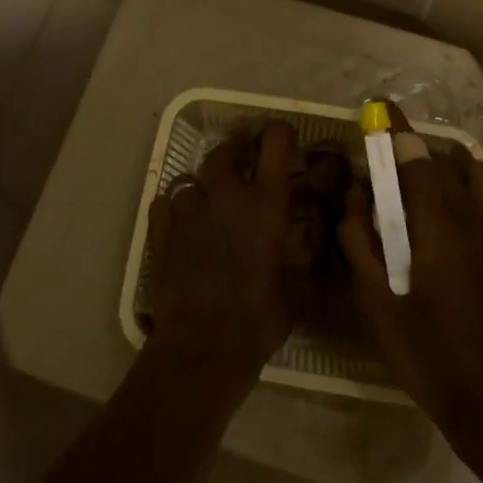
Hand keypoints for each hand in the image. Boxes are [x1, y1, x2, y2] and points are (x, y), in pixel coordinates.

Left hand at [145, 121, 297, 387]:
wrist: (202, 348)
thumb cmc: (258, 319)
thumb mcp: (299, 291)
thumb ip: (309, 260)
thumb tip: (321, 246)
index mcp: (266, 203)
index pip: (275, 142)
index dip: (279, 134)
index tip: (282, 141)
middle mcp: (227, 195)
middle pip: (225, 151)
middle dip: (233, 154)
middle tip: (241, 167)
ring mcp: (190, 210)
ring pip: (191, 179)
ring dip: (201, 187)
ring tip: (207, 204)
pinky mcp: (161, 230)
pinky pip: (165, 202)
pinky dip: (173, 208)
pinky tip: (180, 225)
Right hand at [339, 143, 482, 451]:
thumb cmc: (425, 351)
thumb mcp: (374, 301)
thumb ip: (359, 241)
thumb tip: (356, 197)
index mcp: (435, 223)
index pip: (415, 157)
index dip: (395, 129)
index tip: (378, 106)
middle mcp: (470, 216)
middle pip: (443, 161)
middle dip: (412, 151)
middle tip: (385, 168)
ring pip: (478, 174)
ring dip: (450, 166)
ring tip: (425, 184)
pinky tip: (467, 214)